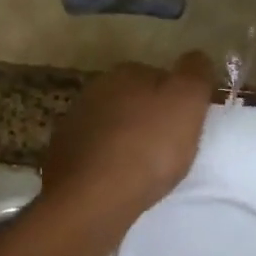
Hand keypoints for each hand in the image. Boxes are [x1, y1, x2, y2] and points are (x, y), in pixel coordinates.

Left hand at [40, 53, 214, 236]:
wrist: (93, 197)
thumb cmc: (148, 147)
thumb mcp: (186, 102)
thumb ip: (195, 73)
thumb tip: (195, 59)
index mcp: (125, 73)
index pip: (159, 76)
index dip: (176, 98)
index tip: (188, 123)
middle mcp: (94, 91)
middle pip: (132, 101)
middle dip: (148, 118)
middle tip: (169, 147)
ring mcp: (73, 124)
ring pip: (111, 127)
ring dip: (126, 141)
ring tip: (145, 169)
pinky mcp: (61, 156)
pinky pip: (94, 154)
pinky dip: (106, 163)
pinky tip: (118, 182)